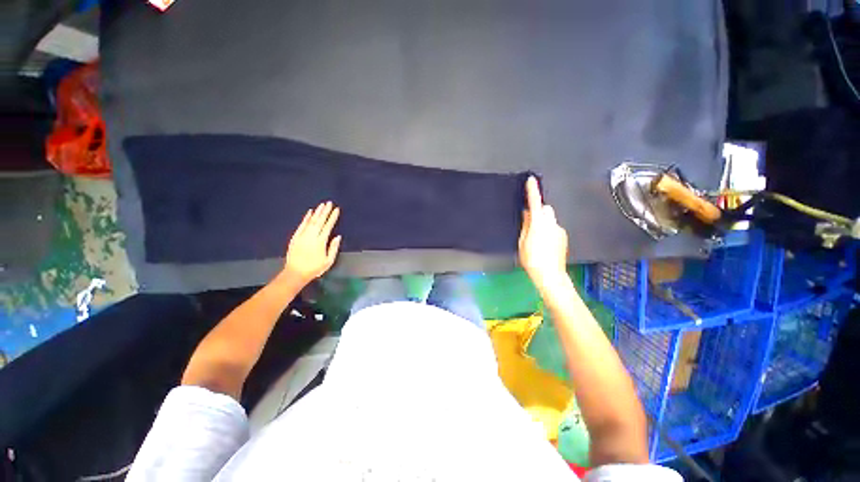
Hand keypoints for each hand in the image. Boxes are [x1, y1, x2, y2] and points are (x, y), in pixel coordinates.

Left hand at [283, 201, 341, 285]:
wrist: (295, 273)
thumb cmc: (314, 268)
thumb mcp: (328, 261)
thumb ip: (333, 248)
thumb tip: (338, 236)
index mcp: (320, 242)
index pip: (328, 226)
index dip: (333, 217)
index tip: (337, 210)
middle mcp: (311, 236)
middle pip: (320, 221)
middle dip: (325, 211)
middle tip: (329, 203)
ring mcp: (302, 236)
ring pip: (311, 221)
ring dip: (317, 212)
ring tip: (322, 205)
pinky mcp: (295, 237)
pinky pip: (301, 225)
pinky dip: (306, 218)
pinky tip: (310, 212)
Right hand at [518, 176, 568, 290]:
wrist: (550, 275)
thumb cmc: (532, 259)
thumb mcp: (522, 242)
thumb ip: (526, 226)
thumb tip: (527, 214)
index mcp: (539, 224)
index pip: (535, 203)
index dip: (533, 191)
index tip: (531, 180)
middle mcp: (552, 224)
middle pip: (546, 209)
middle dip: (539, 210)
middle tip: (529, 220)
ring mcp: (559, 230)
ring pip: (550, 219)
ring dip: (543, 221)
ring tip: (536, 237)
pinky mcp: (563, 237)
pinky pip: (554, 227)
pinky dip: (549, 230)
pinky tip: (544, 243)